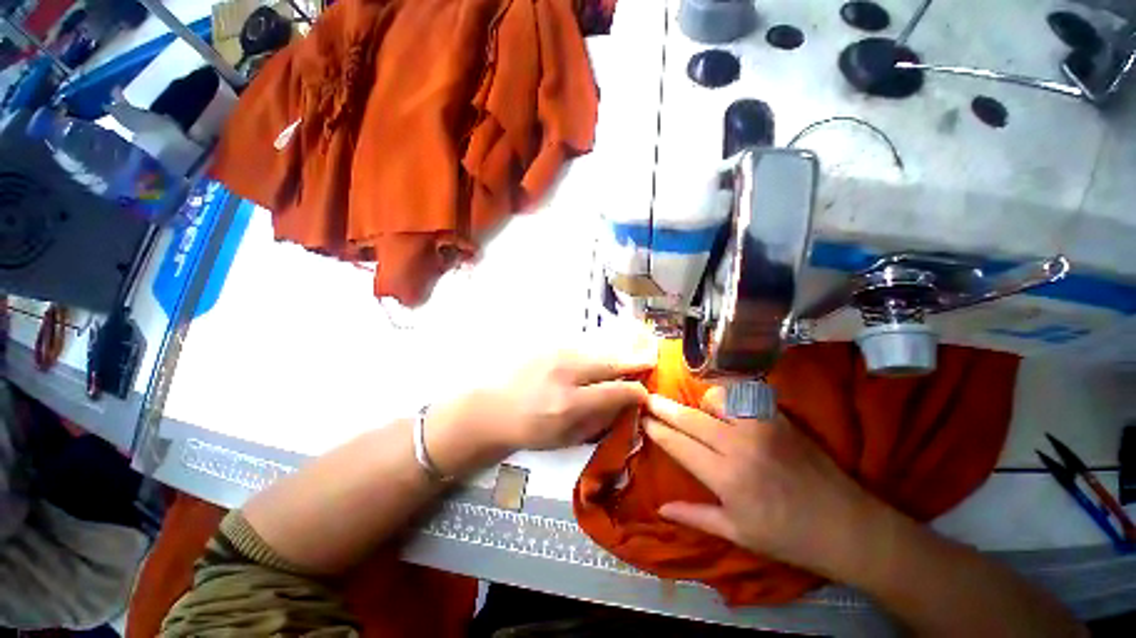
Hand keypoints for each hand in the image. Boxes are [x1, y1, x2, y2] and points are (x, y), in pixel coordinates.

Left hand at [427, 345, 654, 474]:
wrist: (490, 408)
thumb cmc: (528, 430)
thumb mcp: (566, 437)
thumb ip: (599, 420)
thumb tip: (625, 405)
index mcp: (569, 404)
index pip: (617, 391)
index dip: (637, 391)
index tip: (644, 392)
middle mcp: (566, 373)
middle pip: (611, 361)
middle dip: (634, 361)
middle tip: (649, 360)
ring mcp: (555, 353)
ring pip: (598, 348)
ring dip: (617, 351)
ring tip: (633, 351)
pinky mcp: (547, 344)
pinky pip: (582, 343)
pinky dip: (598, 348)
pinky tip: (603, 352)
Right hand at [643, 387, 883, 579]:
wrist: (848, 526)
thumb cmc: (788, 537)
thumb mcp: (738, 534)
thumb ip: (694, 517)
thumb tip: (659, 508)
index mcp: (726, 478)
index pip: (679, 445)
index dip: (658, 430)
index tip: (642, 419)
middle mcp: (739, 446)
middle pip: (690, 418)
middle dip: (664, 407)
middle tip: (647, 398)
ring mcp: (761, 428)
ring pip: (716, 399)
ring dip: (700, 402)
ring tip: (696, 410)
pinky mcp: (779, 419)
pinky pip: (744, 396)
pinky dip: (728, 396)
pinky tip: (724, 404)